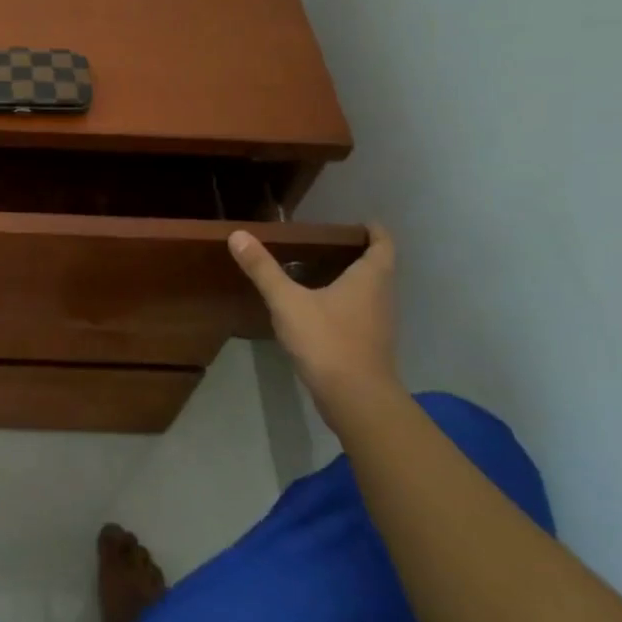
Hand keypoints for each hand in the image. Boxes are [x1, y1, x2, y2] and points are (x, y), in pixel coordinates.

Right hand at [229, 224, 400, 414]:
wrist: (355, 398)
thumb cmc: (327, 340)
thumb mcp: (287, 301)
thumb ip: (263, 269)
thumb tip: (238, 235)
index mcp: (370, 278)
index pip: (383, 244)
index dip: (373, 231)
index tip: (358, 223)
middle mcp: (382, 297)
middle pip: (379, 268)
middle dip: (359, 254)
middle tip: (328, 245)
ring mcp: (379, 324)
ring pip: (371, 293)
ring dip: (353, 281)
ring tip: (320, 273)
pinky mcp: (370, 346)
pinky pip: (362, 314)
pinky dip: (346, 305)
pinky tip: (320, 310)